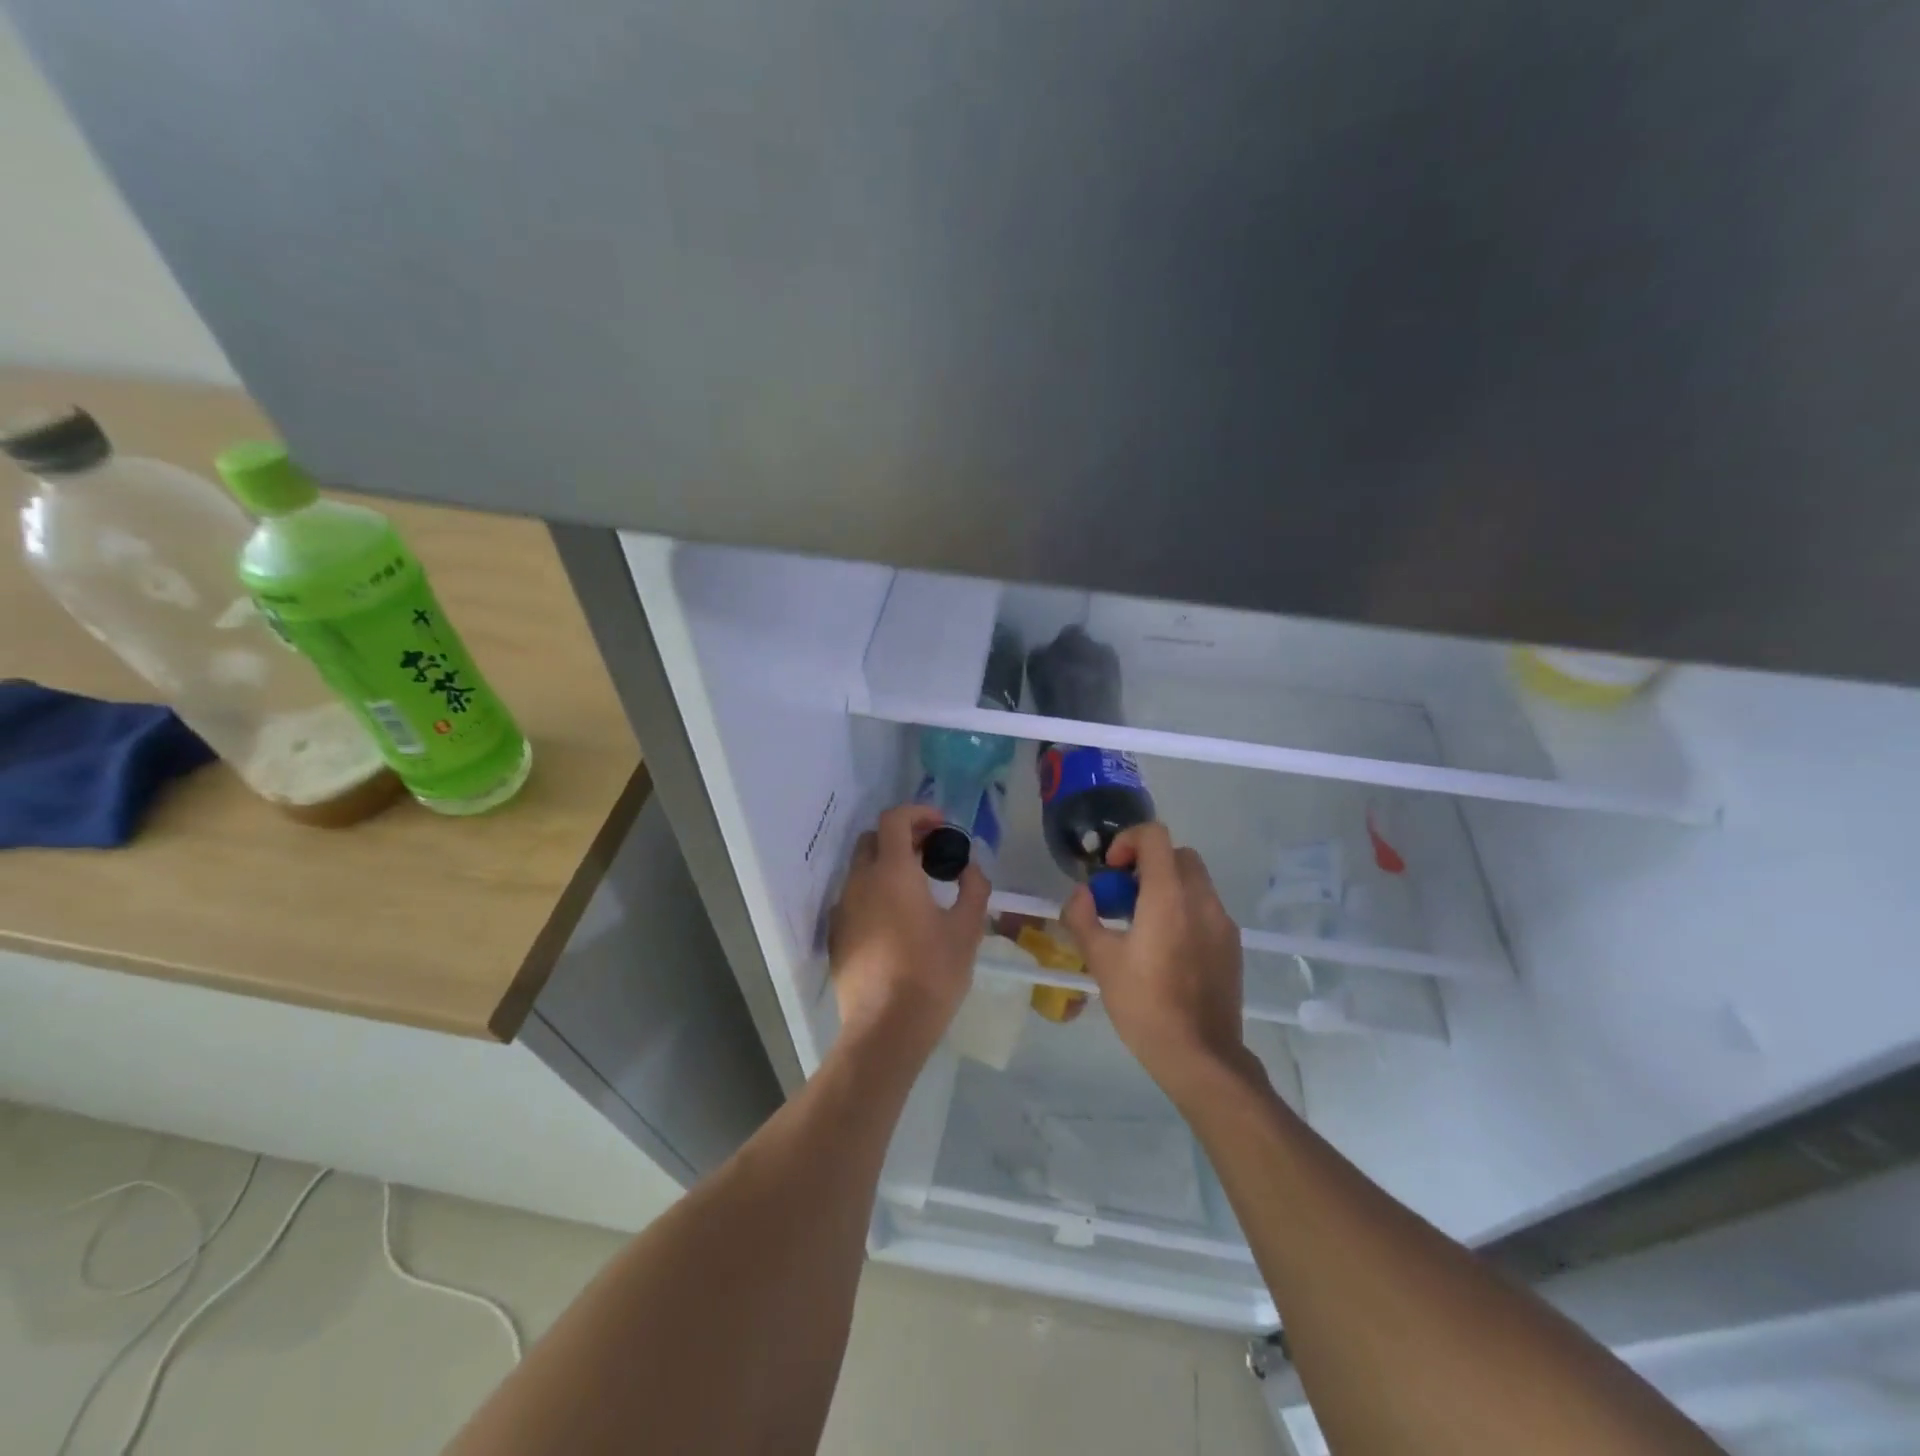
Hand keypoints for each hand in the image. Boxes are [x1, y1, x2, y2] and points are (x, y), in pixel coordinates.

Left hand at [828, 803, 988, 1058]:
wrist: (885, 1029)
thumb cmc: (931, 974)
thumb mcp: (966, 930)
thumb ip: (973, 888)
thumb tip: (970, 868)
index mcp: (892, 872)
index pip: (894, 819)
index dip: (918, 813)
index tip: (941, 826)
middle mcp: (860, 882)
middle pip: (873, 839)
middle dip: (901, 836)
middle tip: (931, 852)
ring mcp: (843, 909)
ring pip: (861, 870)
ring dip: (887, 865)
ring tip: (917, 887)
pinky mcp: (836, 935)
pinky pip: (853, 898)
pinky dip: (874, 892)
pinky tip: (896, 920)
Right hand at [1061, 824, 1250, 1097]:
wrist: (1200, 1055)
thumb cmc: (1144, 1004)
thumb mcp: (1100, 960)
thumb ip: (1083, 917)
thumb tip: (1082, 894)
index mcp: (1168, 895)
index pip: (1154, 835)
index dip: (1128, 841)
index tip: (1111, 871)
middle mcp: (1201, 899)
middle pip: (1178, 855)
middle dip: (1148, 864)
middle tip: (1124, 896)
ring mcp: (1223, 922)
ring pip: (1195, 882)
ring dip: (1167, 888)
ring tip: (1144, 925)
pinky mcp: (1233, 945)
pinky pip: (1207, 910)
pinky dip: (1185, 911)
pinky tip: (1168, 950)